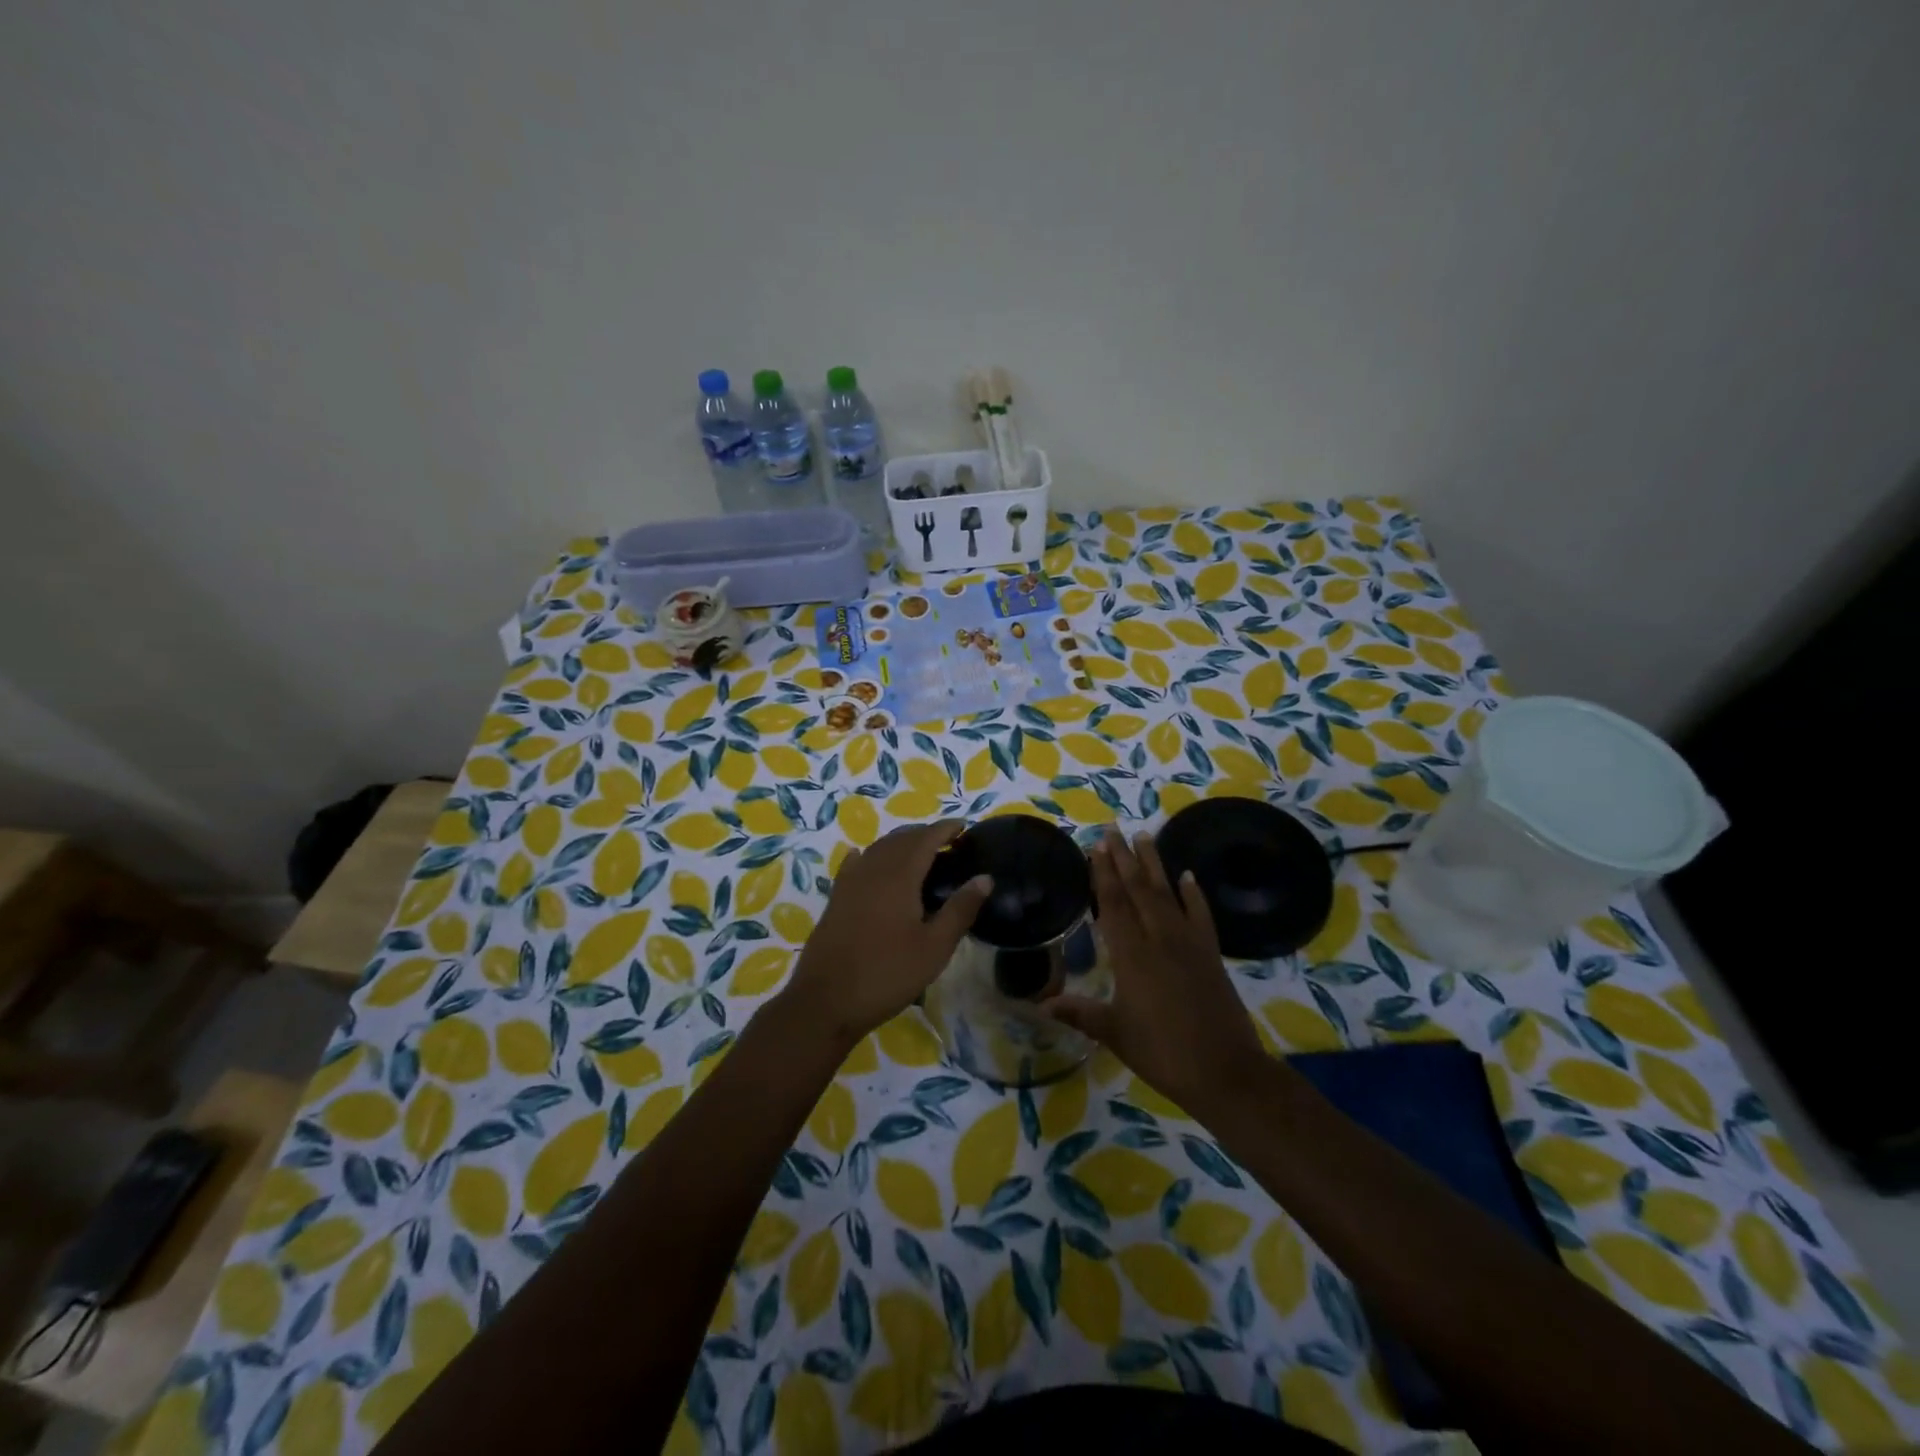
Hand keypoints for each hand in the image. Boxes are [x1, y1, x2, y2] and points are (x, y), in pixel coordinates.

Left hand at [780, 820, 990, 1049]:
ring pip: (877, 849)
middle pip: (900, 839)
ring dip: (899, 843)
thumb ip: (960, 909)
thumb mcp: (934, 948)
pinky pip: (853, 865)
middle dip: (924, 834)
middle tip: (946, 842)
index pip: (925, 839)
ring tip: (918, 851)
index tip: (963, 826)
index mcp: (899, 877)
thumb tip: (985, 877)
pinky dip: (867, 856)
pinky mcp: (835, 900)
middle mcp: (872, 870)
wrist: (826, 1001)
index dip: (945, 829)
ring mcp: (849, 884)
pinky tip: (864, 857)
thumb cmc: (887, 974)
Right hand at [1043, 828, 1267, 1115]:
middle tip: (1113, 829)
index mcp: (1131, 955)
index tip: (1096, 847)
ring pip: (1167, 894)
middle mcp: (1159, 939)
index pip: (1113, 905)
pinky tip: (1188, 876)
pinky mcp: (1211, 954)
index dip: (1103, 874)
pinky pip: (1201, 915)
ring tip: (1144, 836)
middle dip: (1124, 858)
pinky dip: (1194, 894)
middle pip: (1138, 890)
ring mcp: (1188, 943)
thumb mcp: (1114, 1033)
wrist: (1224, 1070)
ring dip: (1154, 864)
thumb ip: (1079, 1013)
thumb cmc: (1162, 1052)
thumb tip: (1041, 1005)